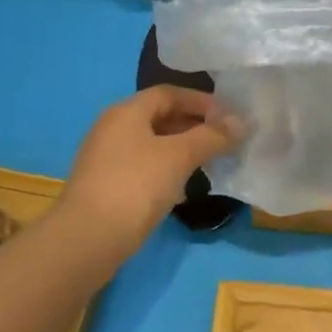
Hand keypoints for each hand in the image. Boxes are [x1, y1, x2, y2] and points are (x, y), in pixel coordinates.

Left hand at [61, 87, 242, 260]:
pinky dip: (167, 172)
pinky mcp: (108, 187)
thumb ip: (212, 137)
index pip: (169, 93)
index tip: (231, 116)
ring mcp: (107, 159)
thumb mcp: (179, 156)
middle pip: (160, 118)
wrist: (89, 238)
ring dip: (183, 151)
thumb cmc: (136, 185)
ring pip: (153, 146)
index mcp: (126, 112)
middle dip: (194, 126)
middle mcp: (113, 129)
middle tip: (225, 141)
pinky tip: (184, 191)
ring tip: (211, 164)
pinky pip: (144, 169)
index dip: (202, 100)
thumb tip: (242, 122)